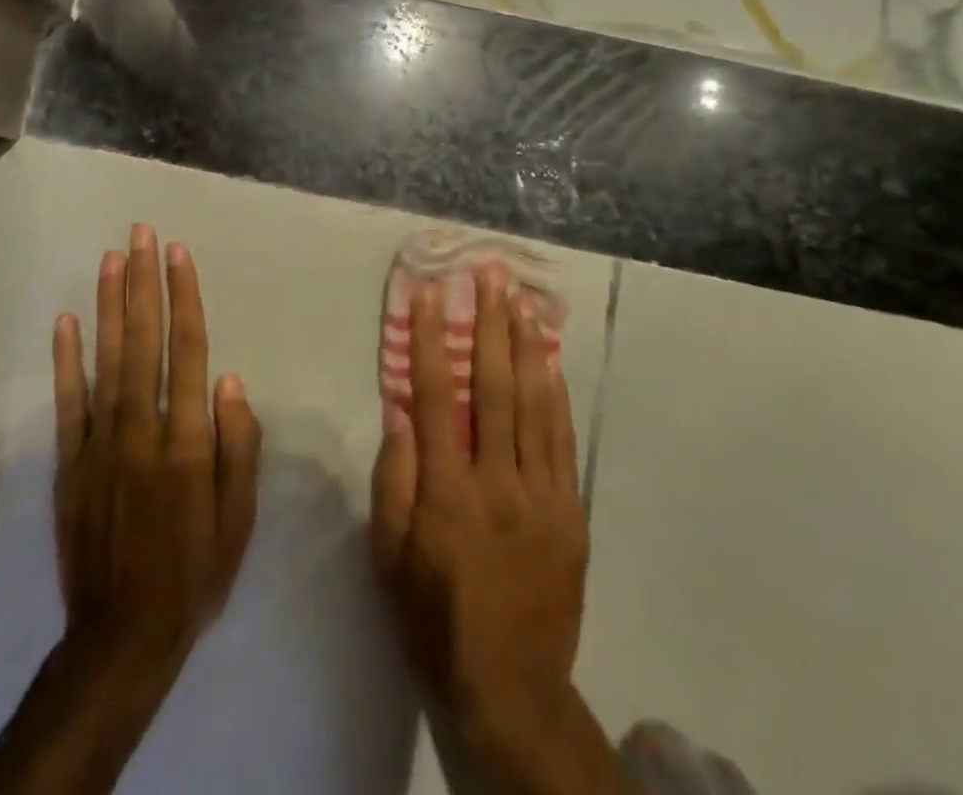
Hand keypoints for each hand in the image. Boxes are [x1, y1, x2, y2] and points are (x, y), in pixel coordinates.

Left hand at [0, 227, 260, 794]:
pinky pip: (67, 403)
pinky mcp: (69, 464)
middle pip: (144, 341)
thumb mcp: (240, 518)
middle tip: (141, 234)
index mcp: (187, 441)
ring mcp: (99, 444)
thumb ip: (239, 446)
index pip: (188, 351)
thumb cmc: (195, 571)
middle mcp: (141, 430)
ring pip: (106, 360)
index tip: (178, 254)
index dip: (183, 298)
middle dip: (143, 283)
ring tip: (112, 258)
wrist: (122, 637)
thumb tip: (231, 380)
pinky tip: (66, 321)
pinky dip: (65, 360)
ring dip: (108, 306)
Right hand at [371, 265, 621, 792]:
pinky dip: (556, 395)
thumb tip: (401, 406)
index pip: (436, 396)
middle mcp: (499, 482)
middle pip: (494, 386)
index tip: (429, 294)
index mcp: (448, 492)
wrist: (510, 688)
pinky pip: (564, 441)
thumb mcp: (390, 556)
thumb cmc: (433, 618)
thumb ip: (394, 477)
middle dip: (489, 323)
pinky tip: (550, 361)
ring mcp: (544, 495)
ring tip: (521, 299)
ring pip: (536, 404)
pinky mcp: (572, 512)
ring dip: (527, 345)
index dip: (431, 340)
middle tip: (489, 274)